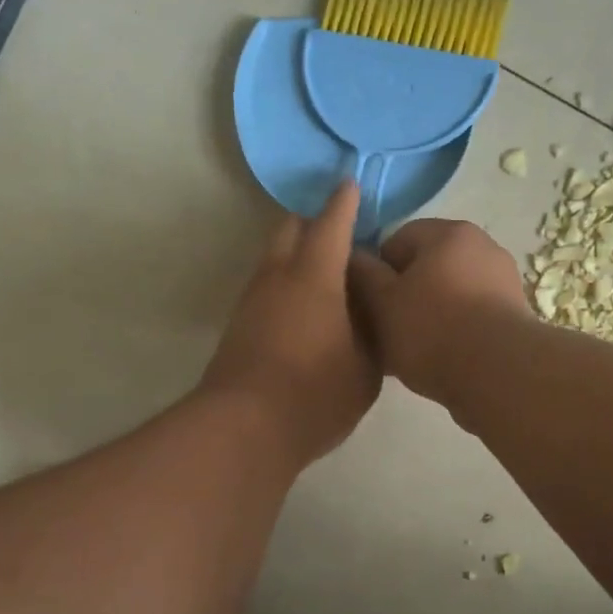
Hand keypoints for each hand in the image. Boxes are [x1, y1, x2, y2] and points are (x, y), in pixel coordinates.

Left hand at [202, 181, 381, 466]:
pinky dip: (288, 279)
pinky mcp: (240, 323)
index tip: (352, 184)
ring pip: (275, 256)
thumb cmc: (315, 394)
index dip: (344, 202)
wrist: (243, 429)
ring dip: (298, 251)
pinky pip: (268, 283)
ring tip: (330, 271)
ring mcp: (253, 299)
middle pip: (290, 228)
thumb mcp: (366, 366)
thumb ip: (372, 329)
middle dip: (315, 220)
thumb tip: (369, 307)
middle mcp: (278, 276)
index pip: (331, 224)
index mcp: (314, 276)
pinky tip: (307, 305)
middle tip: (344, 232)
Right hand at [347, 219, 531, 406]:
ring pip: (448, 294)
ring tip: (411, 351)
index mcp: (449, 232)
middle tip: (385, 330)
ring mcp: (503, 281)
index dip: (376, 272)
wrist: (498, 375)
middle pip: (426, 267)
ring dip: (428, 315)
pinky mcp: (514, 315)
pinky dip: (453, 332)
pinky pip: (471, 317)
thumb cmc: (432, 329)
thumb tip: (353, 257)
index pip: (397, 240)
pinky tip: (440, 360)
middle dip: (404, 295)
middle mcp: (482, 246)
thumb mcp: (380, 301)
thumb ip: (362, 274)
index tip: (369, 305)